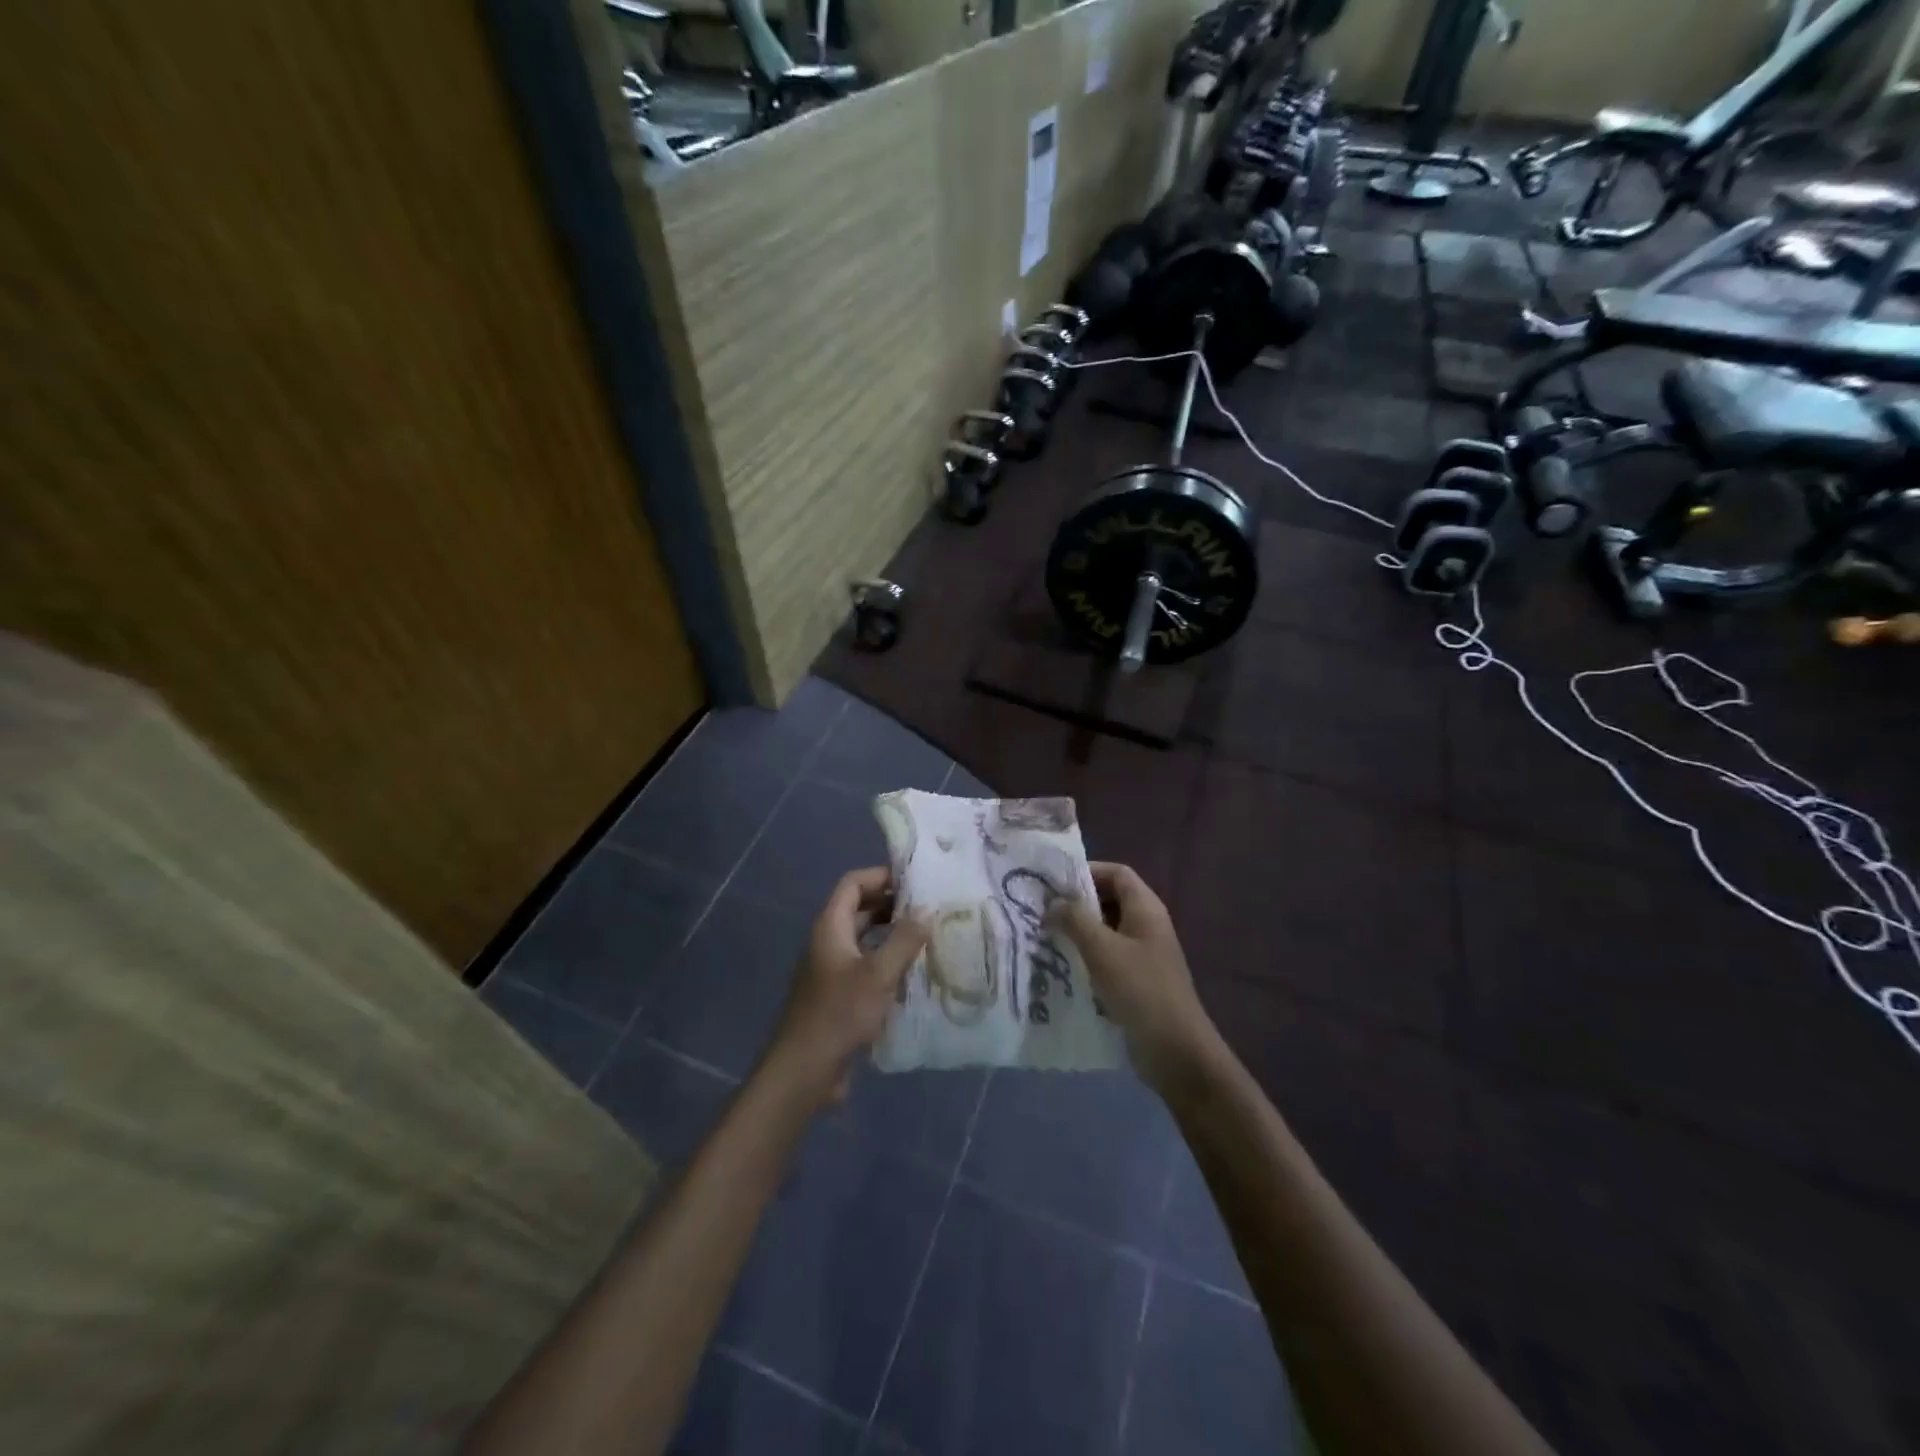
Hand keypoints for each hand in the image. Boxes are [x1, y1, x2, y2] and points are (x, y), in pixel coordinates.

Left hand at [764, 867, 928, 1108]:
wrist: (805, 1070)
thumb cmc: (840, 1013)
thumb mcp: (878, 974)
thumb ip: (904, 940)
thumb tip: (926, 911)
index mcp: (830, 927)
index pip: (853, 884)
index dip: (881, 876)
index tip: (915, 880)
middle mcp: (829, 942)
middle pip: (860, 909)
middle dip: (893, 904)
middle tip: (930, 907)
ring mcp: (832, 970)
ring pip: (865, 940)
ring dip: (893, 935)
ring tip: (929, 936)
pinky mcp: (840, 996)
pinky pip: (866, 967)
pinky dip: (888, 963)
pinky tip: (915, 974)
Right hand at [1051, 862, 1219, 1092]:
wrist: (1176, 1052)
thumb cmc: (1141, 990)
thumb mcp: (1102, 949)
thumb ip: (1075, 920)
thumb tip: (1053, 903)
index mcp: (1146, 909)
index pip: (1117, 873)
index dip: (1087, 872)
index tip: (1053, 883)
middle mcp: (1146, 926)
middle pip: (1110, 900)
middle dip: (1077, 903)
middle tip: (1042, 910)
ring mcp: (1143, 956)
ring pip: (1105, 931)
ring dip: (1078, 932)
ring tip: (1044, 937)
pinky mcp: (1136, 982)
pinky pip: (1107, 959)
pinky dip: (1085, 958)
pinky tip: (1060, 967)